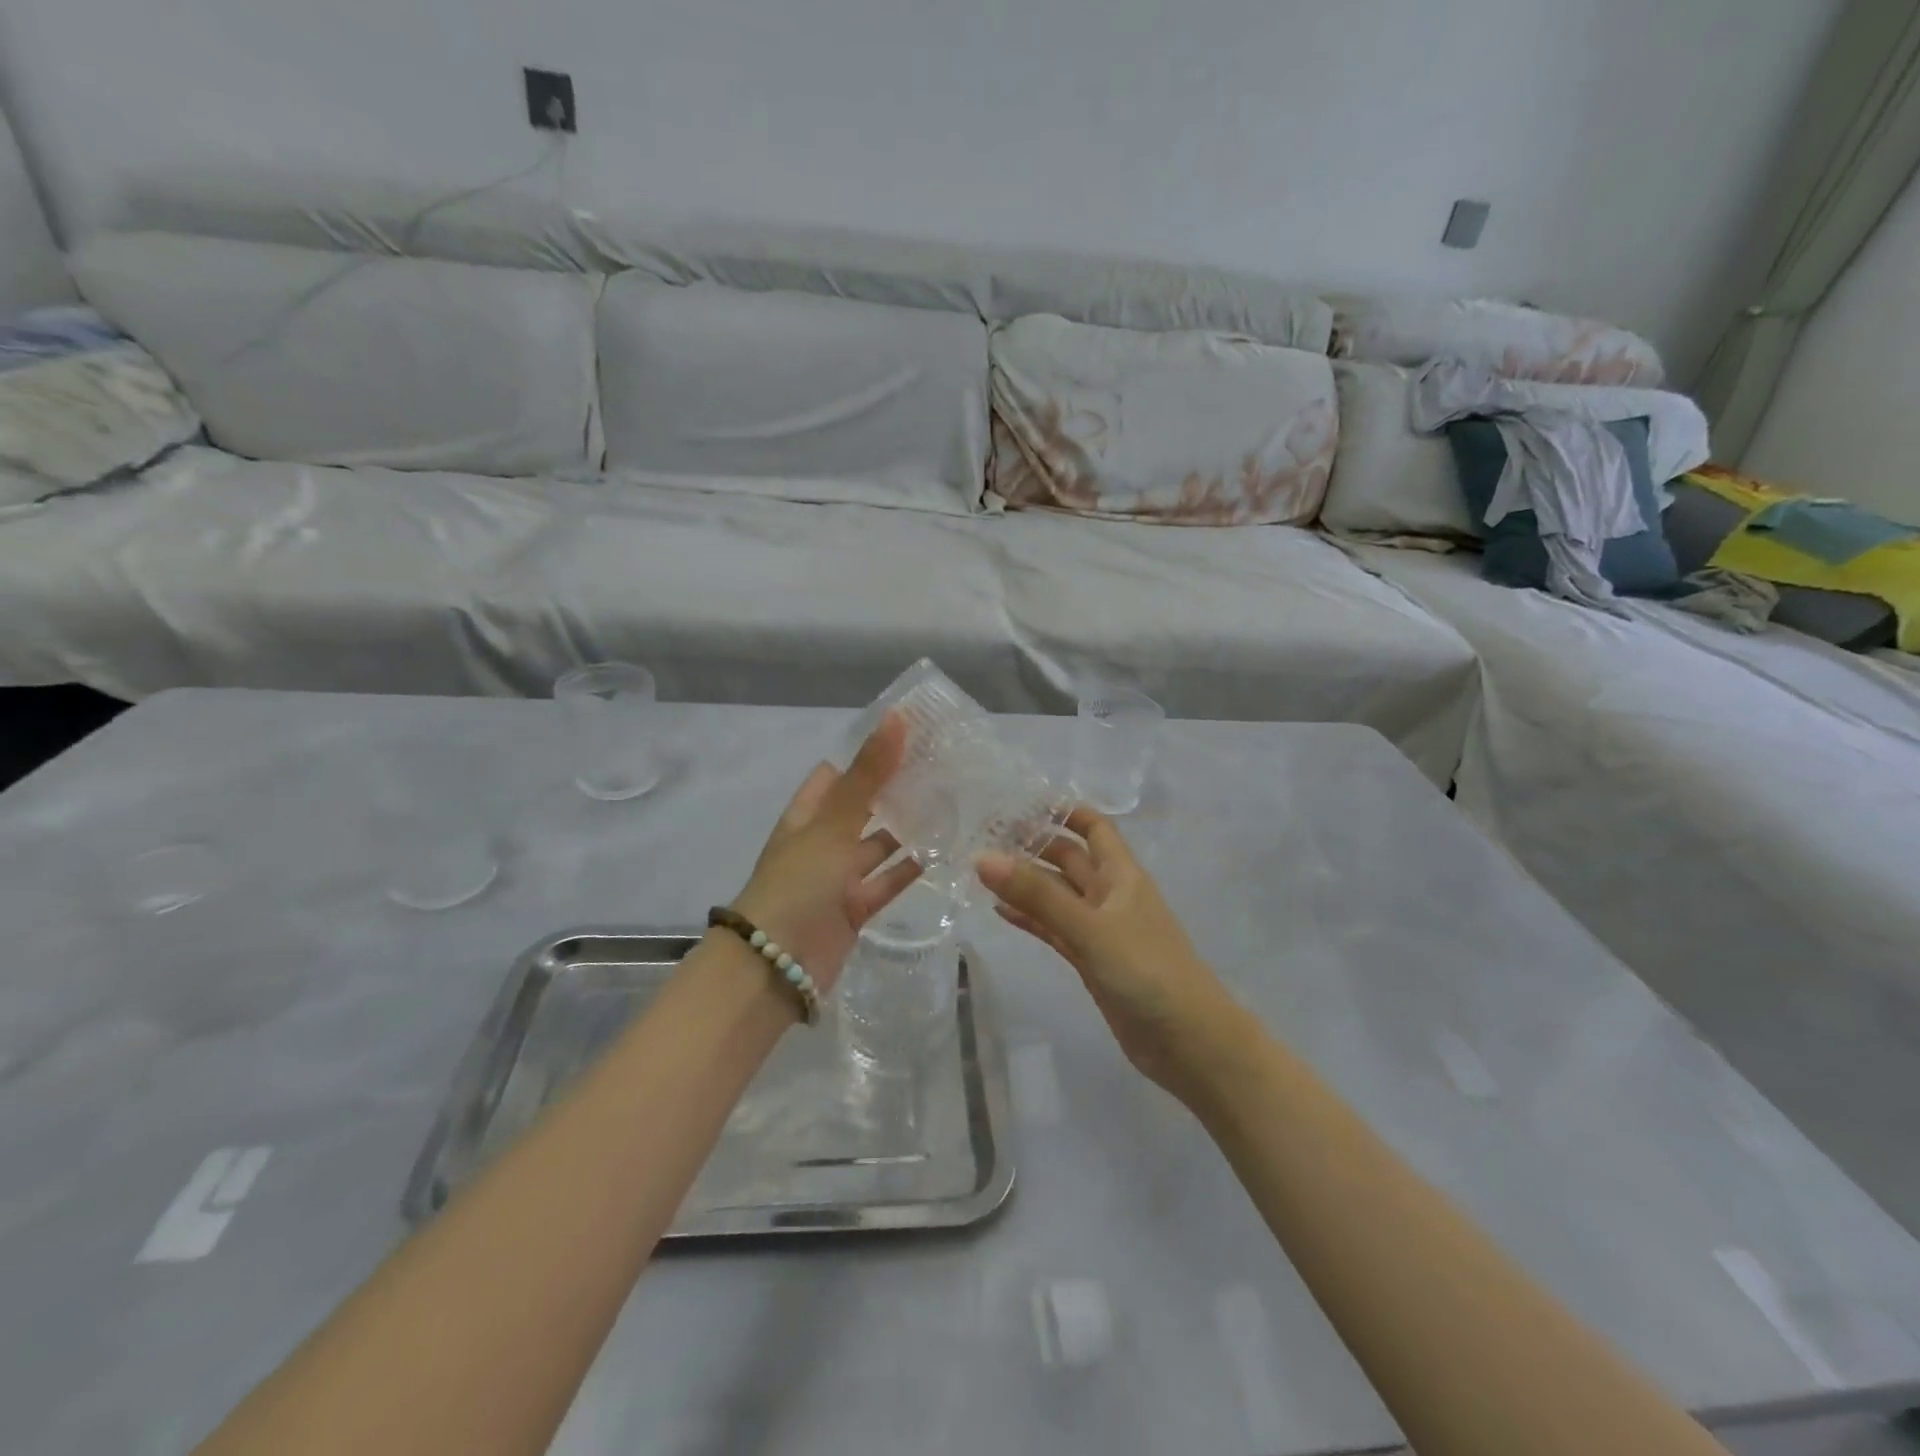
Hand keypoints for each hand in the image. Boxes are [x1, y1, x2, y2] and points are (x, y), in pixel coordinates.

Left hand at [731, 713, 919, 993]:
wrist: (777, 964)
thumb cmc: (799, 882)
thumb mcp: (833, 822)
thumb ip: (868, 774)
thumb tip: (896, 716)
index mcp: (807, 815)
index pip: (836, 775)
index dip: (867, 756)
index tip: (909, 739)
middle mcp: (821, 842)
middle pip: (861, 809)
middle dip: (893, 792)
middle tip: (940, 770)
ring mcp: (838, 877)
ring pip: (877, 846)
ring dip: (906, 830)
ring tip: (949, 806)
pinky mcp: (855, 908)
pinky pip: (887, 882)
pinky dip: (910, 870)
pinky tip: (942, 852)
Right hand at [978, 807, 1243, 1098]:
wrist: (1189, 1042)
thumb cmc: (1147, 971)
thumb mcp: (1090, 927)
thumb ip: (1037, 895)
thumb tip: (983, 857)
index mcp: (1121, 875)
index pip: (1094, 826)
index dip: (1063, 810)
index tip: (1020, 800)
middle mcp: (1111, 895)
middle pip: (1069, 858)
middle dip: (1034, 845)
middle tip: (984, 834)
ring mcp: (1100, 929)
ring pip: (1058, 895)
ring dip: (1027, 883)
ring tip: (981, 870)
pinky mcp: (1091, 960)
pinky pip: (1055, 929)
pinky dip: (1030, 918)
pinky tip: (999, 911)